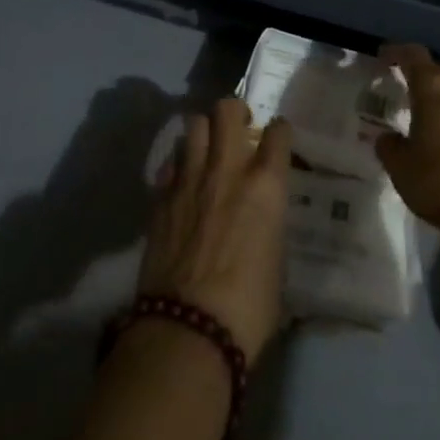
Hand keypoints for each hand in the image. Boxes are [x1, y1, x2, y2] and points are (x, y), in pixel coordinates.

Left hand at [138, 99, 291, 361]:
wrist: (188, 330)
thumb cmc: (248, 308)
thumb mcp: (276, 263)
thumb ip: (269, 226)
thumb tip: (262, 223)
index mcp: (265, 185)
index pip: (278, 132)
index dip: (279, 131)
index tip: (277, 139)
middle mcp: (227, 169)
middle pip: (227, 109)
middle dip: (234, 112)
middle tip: (238, 131)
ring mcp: (189, 178)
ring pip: (194, 125)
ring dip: (204, 134)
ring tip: (207, 153)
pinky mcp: (160, 196)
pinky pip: (171, 162)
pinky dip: (179, 167)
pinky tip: (183, 185)